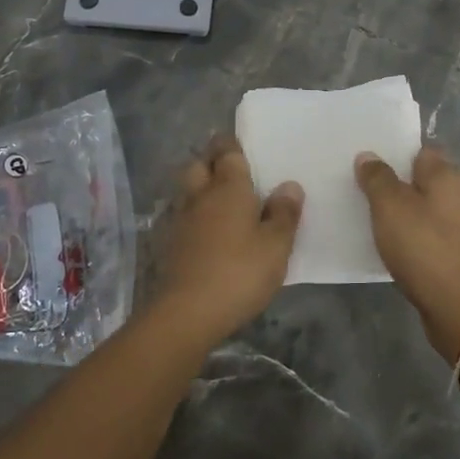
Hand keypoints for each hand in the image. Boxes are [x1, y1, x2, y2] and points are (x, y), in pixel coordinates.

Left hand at [150, 135, 303, 346]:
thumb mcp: (276, 246)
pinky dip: (194, 216)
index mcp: (228, 188)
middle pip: (198, 165)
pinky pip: (183, 217)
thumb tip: (289, 186)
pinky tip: (207, 231)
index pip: (227, 153)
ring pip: (187, 191)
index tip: (241, 145)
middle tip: (230, 171)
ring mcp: (181, 220)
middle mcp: (200, 196)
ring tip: (221, 201)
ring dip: (200, 189)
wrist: (187, 313)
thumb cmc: (239, 273)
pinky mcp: (170, 244)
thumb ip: (284, 214)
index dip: (232, 145)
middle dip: (210, 162)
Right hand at [355, 146, 459, 361]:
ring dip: (400, 210)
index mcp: (447, 174)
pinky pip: (426, 231)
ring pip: (422, 206)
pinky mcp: (455, 250)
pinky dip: (409, 233)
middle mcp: (459, 193)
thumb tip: (368, 155)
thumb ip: (377, 177)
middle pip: (420, 178)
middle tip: (359, 188)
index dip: (392, 153)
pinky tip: (389, 243)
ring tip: (367, 215)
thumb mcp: (390, 206)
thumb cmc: (423, 247)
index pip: (418, 150)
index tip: (364, 161)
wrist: (459, 307)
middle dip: (393, 182)